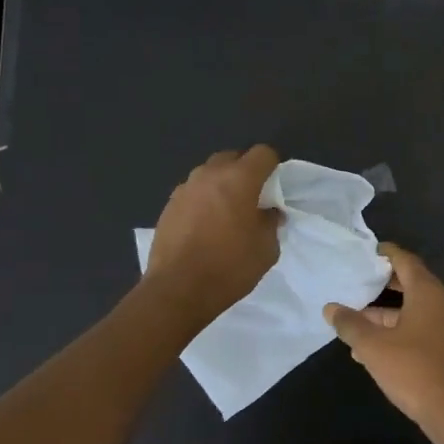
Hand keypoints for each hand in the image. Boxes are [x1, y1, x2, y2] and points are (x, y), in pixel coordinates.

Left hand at [144, 146, 281, 323]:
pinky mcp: (169, 205)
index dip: (273, 166)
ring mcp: (185, 188)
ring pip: (209, 173)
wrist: (178, 289)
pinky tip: (206, 225)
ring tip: (227, 211)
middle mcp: (209, 174)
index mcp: (239, 179)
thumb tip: (269, 211)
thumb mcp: (266, 248)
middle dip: (245, 171)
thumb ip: (271, 222)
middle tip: (252, 198)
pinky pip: (193, 192)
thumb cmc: (230, 267)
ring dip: (222, 184)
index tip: (275, 187)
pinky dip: (203, 199)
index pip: (263, 153)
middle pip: (233, 157)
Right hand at [324, 243, 443, 433]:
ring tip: (353, 320)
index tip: (366, 252)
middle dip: (383, 284)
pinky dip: (395, 332)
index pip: (406, 261)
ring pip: (412, 311)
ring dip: (385, 314)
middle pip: (411, 284)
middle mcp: (441, 305)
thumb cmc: (414, 369)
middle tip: (356, 281)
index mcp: (427, 293)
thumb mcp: (374, 346)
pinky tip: (369, 350)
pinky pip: (417, 331)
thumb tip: (331, 308)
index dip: (386, 254)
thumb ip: (351, 325)